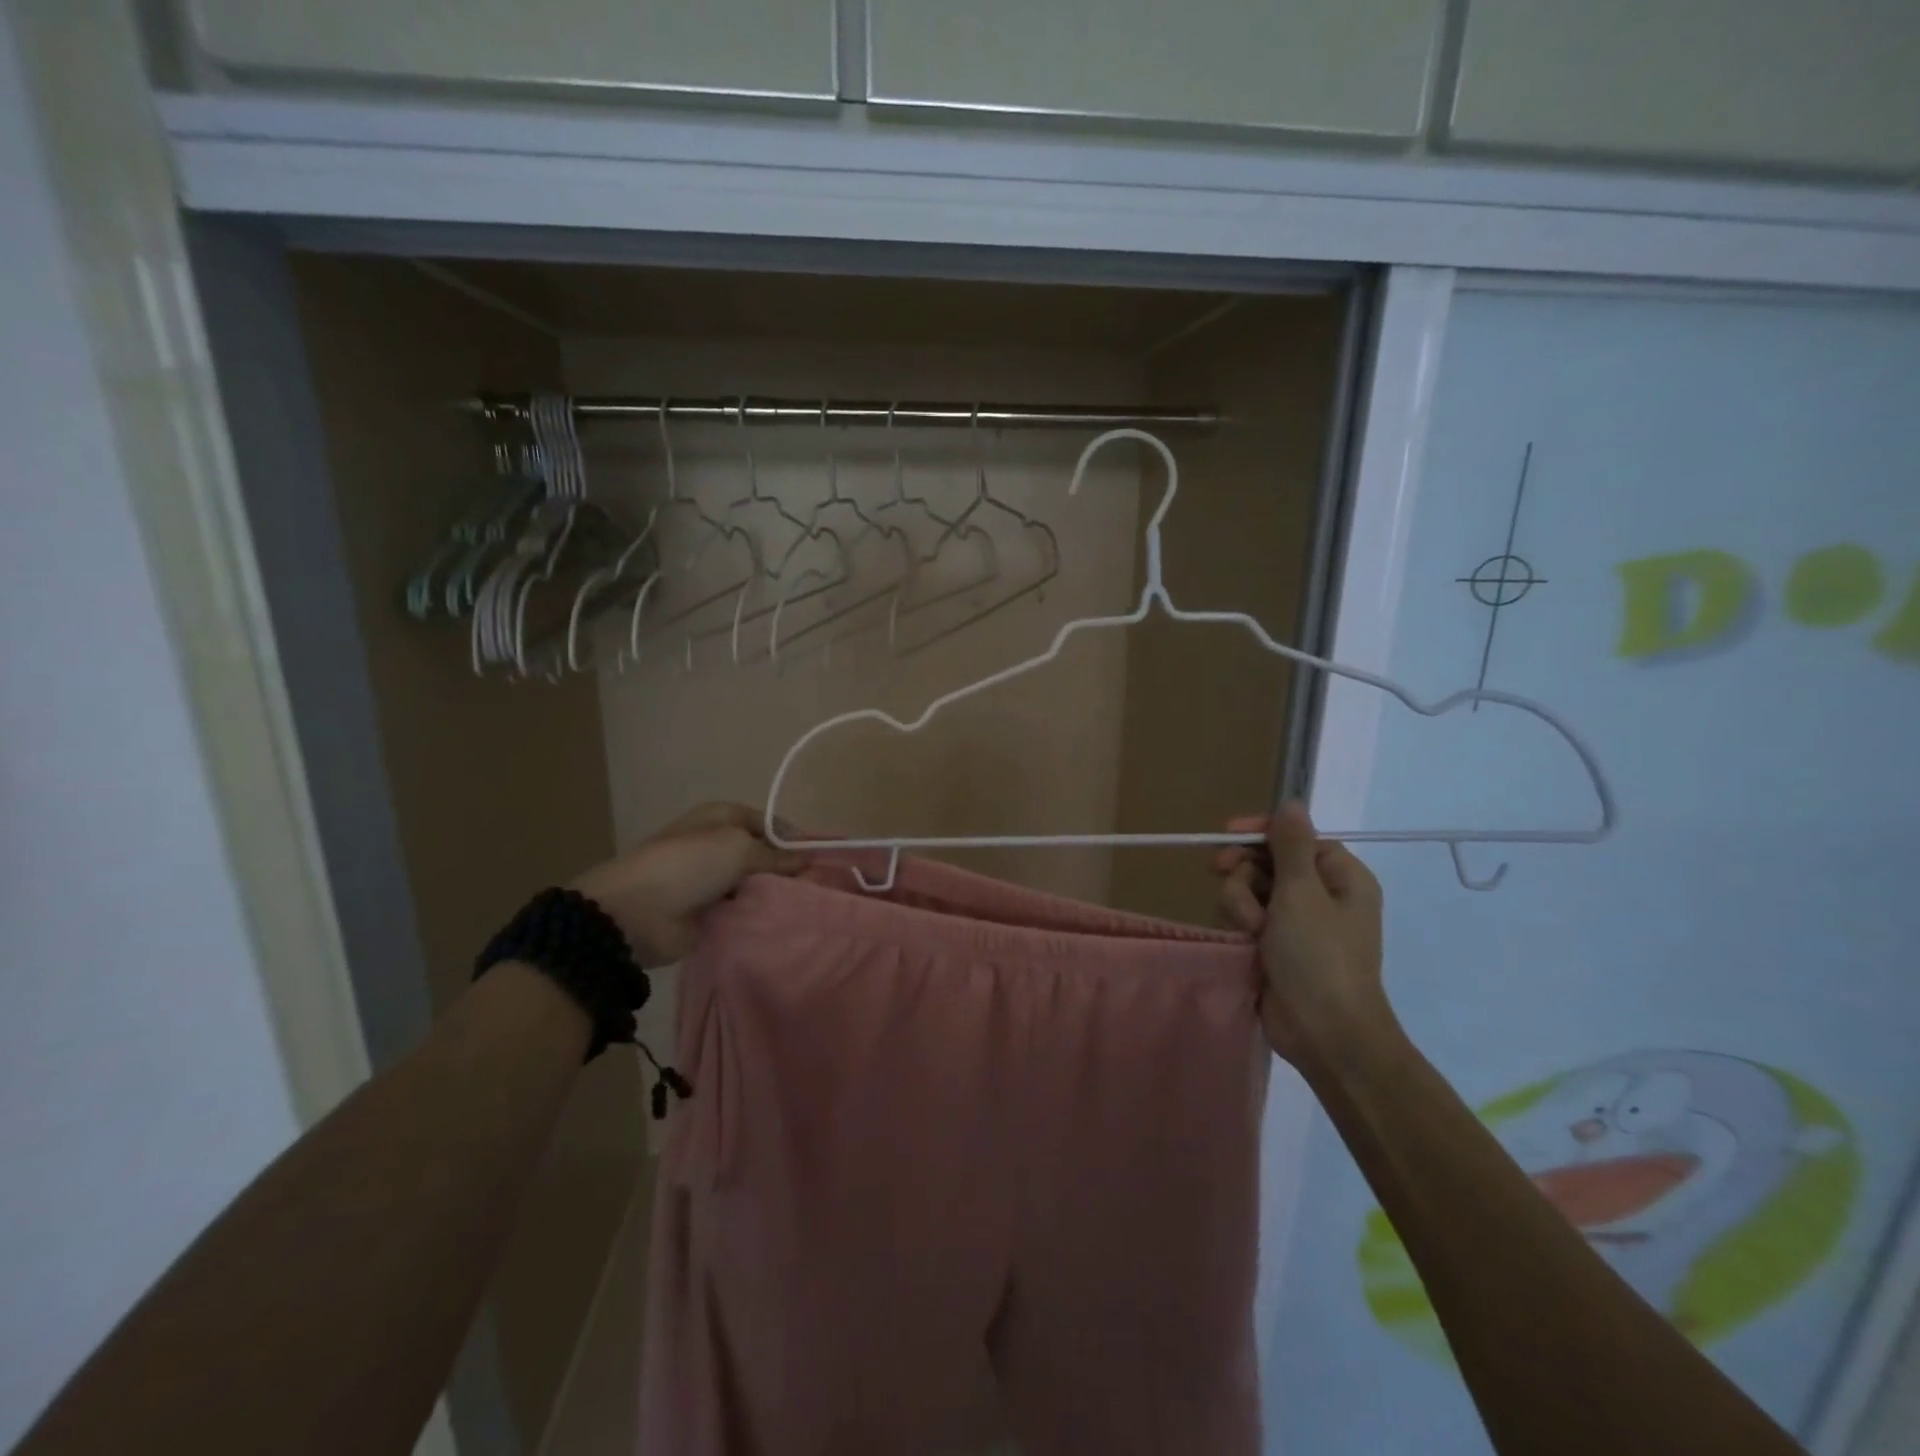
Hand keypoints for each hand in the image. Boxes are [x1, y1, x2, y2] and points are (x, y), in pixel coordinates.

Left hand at [572, 803, 804, 965]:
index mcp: (722, 817)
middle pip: (765, 855)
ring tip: (806, 907)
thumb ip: (777, 855)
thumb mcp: (739, 848)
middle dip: (788, 870)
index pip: (770, 823)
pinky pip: (743, 910)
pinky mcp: (709, 912)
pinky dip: (758, 915)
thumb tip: (809, 858)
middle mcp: (719, 845)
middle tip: (820, 887)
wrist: (636, 913)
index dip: (795, 839)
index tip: (822, 859)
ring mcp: (712, 880)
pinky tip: (782, 923)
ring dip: (773, 894)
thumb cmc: (689, 865)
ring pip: (755, 884)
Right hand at [1215, 803, 1390, 1066]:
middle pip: (1267, 862)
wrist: (1324, 1033)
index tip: (1227, 835)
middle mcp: (1321, 895)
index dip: (1261, 833)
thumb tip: (1292, 803)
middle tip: (1230, 883)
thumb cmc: (1319, 956)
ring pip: (1249, 891)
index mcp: (1341, 876)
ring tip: (1251, 931)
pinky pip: (1245, 918)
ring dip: (1241, 904)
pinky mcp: (1274, 946)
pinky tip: (1244, 942)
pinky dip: (1240, 925)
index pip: (1295, 837)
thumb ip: (1291, 844)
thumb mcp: (1303, 892)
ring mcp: (1296, 923)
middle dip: (1246, 875)